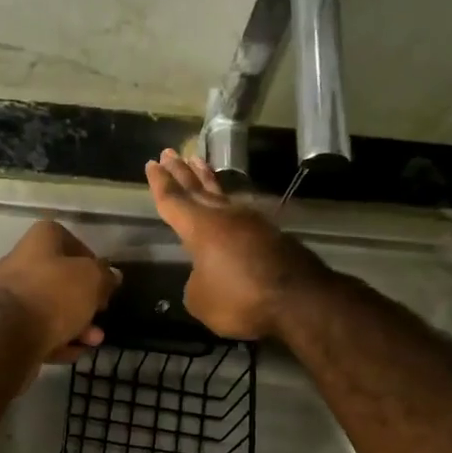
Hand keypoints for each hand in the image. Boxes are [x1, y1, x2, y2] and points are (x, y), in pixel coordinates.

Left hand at [0, 219, 121, 363]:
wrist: (10, 336)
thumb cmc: (55, 296)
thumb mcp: (92, 279)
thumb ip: (105, 275)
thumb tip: (111, 276)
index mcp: (39, 240)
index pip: (68, 239)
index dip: (90, 259)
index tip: (103, 279)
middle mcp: (19, 262)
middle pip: (59, 278)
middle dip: (85, 300)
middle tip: (101, 312)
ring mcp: (9, 295)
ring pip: (50, 307)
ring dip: (76, 324)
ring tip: (94, 340)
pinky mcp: (5, 325)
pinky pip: (37, 329)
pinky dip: (56, 339)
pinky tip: (73, 352)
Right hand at [145, 148, 324, 339]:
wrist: (299, 299)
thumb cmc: (240, 298)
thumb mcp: (200, 300)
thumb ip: (195, 282)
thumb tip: (205, 274)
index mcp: (200, 227)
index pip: (173, 200)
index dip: (160, 183)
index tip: (152, 163)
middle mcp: (225, 216)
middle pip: (197, 189)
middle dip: (181, 172)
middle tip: (169, 153)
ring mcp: (252, 222)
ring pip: (223, 195)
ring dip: (207, 180)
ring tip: (198, 164)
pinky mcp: (272, 234)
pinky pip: (242, 213)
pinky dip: (229, 204)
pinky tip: (229, 205)